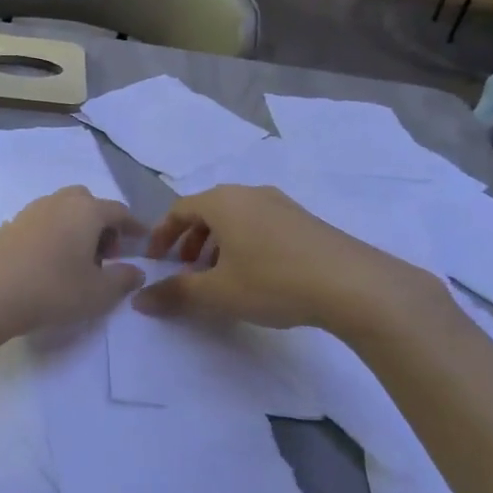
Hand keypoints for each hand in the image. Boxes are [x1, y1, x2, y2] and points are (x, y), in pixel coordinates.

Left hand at [0, 187, 144, 345]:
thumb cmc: (52, 290)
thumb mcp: (98, 293)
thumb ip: (123, 279)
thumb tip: (136, 270)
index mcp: (86, 210)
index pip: (119, 211)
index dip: (134, 226)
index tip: (141, 242)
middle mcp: (58, 202)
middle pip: (88, 203)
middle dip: (101, 224)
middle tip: (105, 255)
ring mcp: (29, 212)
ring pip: (62, 211)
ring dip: (75, 229)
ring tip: (77, 262)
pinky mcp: (8, 227)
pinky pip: (41, 224)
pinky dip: (53, 236)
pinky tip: (48, 264)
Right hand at [133, 185, 443, 330]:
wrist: (354, 285)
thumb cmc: (273, 281)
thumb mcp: (217, 293)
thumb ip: (175, 293)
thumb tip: (139, 300)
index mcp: (223, 202)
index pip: (179, 209)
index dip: (162, 235)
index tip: (156, 261)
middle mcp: (251, 193)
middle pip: (208, 211)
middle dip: (190, 240)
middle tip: (184, 271)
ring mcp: (282, 204)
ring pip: (236, 219)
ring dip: (217, 244)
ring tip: (218, 277)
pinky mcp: (305, 221)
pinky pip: (260, 225)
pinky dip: (244, 244)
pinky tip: (255, 275)